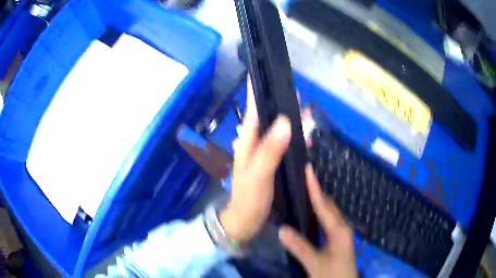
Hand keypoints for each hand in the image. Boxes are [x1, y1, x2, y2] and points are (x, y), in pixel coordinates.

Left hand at [220, 77, 291, 241]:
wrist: (246, 220)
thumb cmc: (249, 198)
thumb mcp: (259, 174)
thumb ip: (271, 149)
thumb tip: (285, 121)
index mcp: (248, 141)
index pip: (252, 110)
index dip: (258, 92)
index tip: (267, 75)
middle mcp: (255, 143)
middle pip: (269, 118)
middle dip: (282, 105)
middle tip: (299, 95)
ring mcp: (264, 154)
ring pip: (279, 131)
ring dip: (292, 121)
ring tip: (308, 113)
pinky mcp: (272, 163)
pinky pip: (284, 146)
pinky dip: (295, 139)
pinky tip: (306, 137)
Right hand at [279, 165, 357, 277]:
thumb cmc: (332, 275)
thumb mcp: (315, 263)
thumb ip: (300, 247)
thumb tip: (282, 228)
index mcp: (338, 231)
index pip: (324, 206)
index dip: (315, 188)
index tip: (309, 169)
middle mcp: (342, 228)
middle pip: (329, 206)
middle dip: (317, 192)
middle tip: (302, 179)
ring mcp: (342, 234)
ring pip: (330, 213)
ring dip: (319, 202)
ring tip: (304, 193)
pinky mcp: (339, 240)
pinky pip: (329, 221)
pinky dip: (320, 214)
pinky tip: (311, 216)